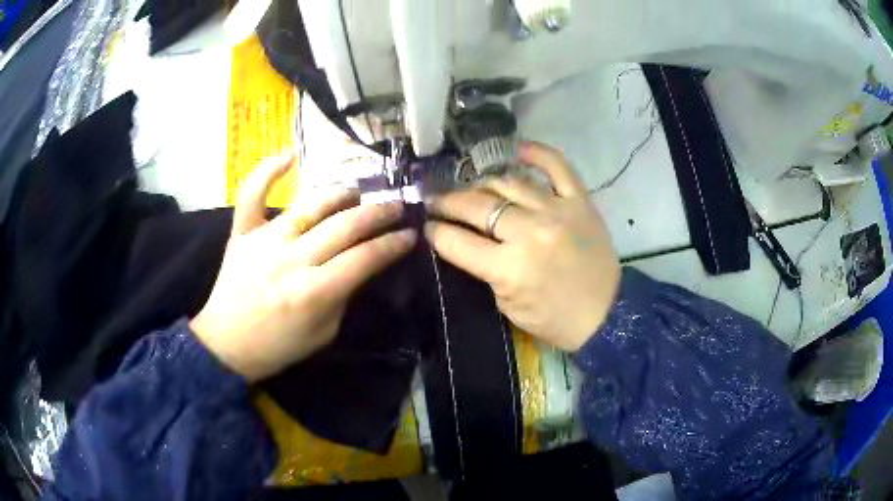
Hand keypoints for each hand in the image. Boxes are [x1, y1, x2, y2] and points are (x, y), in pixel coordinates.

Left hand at [191, 153, 415, 381]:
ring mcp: (265, 240)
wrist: (226, 344)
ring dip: (341, 194)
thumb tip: (360, 263)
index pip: (365, 258)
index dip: (393, 244)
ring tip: (358, 192)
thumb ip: (344, 296)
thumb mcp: (325, 333)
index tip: (409, 234)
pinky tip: (291, 155)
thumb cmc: (278, 346)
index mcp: (315, 291)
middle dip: (378, 213)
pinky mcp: (242, 233)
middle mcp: (292, 259)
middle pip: (345, 226)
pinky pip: (252, 194)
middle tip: (396, 205)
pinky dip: (268, 171)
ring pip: (310, 205)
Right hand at [425, 142, 620, 351]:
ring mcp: (557, 211)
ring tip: (472, 189)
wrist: (605, 314)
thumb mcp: (507, 304)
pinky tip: (517, 151)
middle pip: (477, 206)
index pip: (457, 241)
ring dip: (482, 184)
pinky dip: (537, 153)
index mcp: (509, 268)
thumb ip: (484, 269)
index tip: (427, 225)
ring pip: (508, 183)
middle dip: (448, 203)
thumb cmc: (553, 319)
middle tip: (437, 202)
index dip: (435, 231)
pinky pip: (557, 166)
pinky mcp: (580, 201)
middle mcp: (530, 233)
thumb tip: (462, 240)